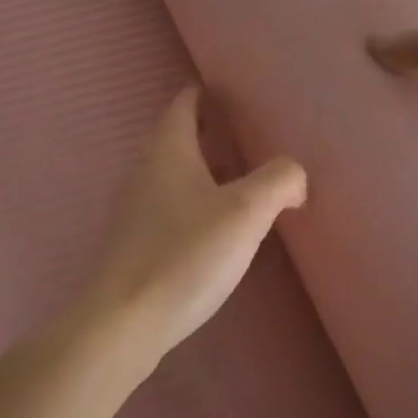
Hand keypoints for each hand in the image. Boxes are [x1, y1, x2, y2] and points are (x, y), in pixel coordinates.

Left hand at [83, 85, 306, 358]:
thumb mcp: (245, 212)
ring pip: (177, 175)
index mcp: (168, 149)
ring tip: (246, 184)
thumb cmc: (184, 254)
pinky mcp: (135, 243)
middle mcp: (145, 169)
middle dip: (214, 134)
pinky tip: (220, 230)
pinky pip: (171, 207)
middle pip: (181, 137)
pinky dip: (197, 205)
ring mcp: (135, 208)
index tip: (238, 95)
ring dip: (207, 173)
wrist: (122, 323)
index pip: (185, 102)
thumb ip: (279, 181)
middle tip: (253, 139)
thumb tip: (294, 176)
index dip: (210, 94)